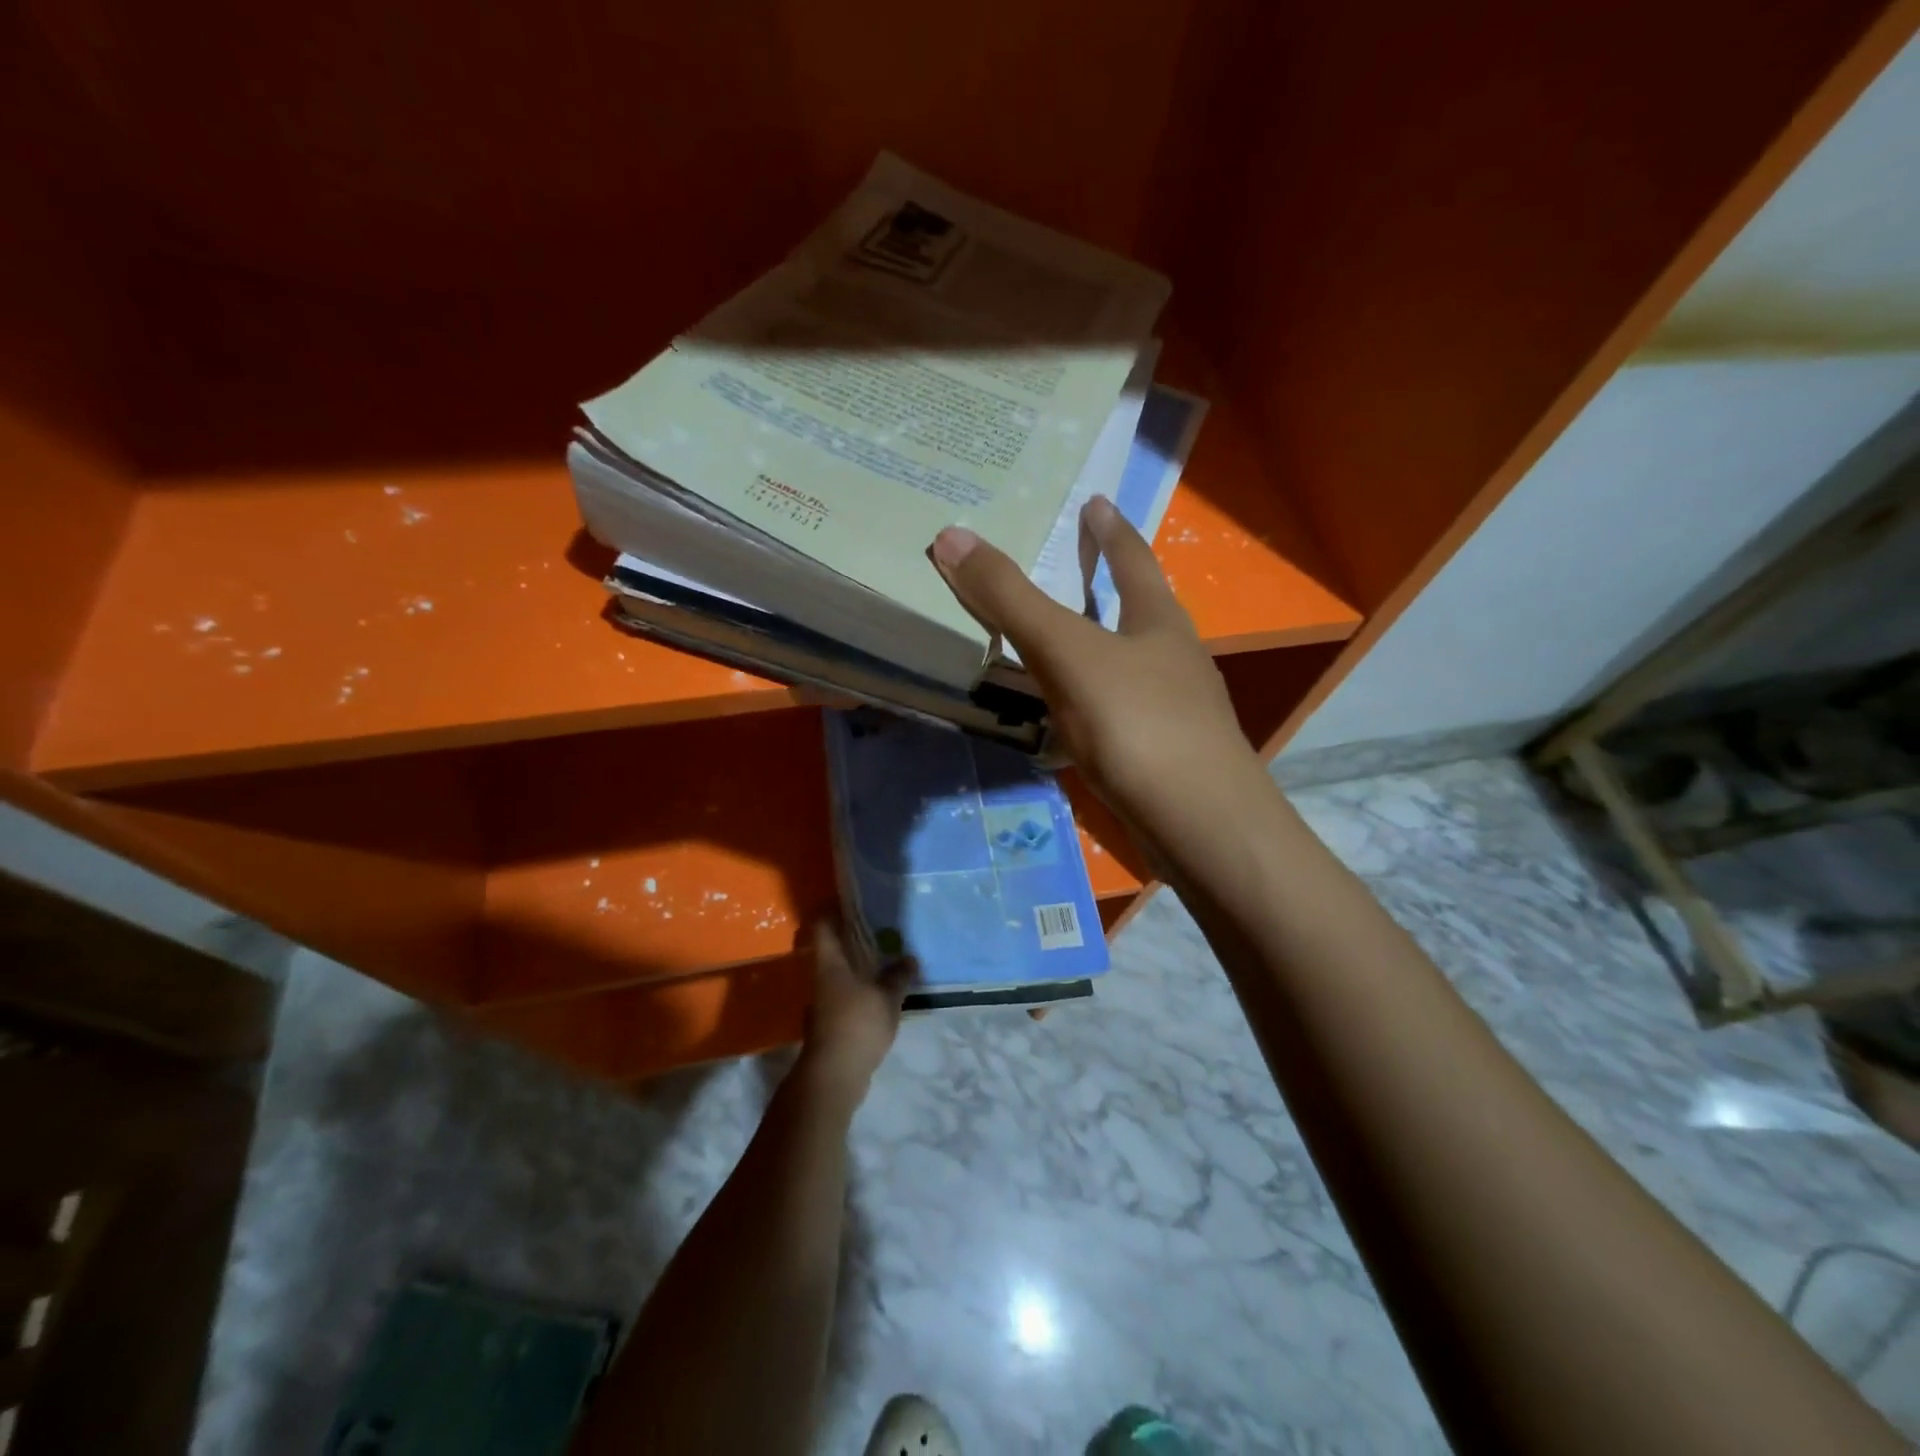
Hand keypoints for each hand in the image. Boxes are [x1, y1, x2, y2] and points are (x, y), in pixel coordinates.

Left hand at [798, 919, 909, 1103]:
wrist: (834, 1075)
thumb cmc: (857, 1024)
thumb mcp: (887, 997)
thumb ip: (898, 976)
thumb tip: (910, 958)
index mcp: (830, 964)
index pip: (823, 927)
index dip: (832, 910)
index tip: (851, 901)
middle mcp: (822, 979)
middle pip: (832, 950)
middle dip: (852, 940)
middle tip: (879, 930)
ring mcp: (823, 1003)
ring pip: (839, 975)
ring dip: (857, 968)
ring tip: (884, 963)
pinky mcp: (830, 1024)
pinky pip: (845, 998)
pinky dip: (859, 992)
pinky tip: (879, 997)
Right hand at [929, 497, 1273, 871]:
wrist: (1199, 824)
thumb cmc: (1137, 723)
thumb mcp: (1067, 652)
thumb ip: (1012, 599)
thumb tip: (953, 534)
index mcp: (1159, 621)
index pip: (1132, 558)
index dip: (1109, 529)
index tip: (1096, 502)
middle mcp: (1175, 658)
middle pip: (1140, 608)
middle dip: (1110, 584)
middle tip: (1075, 565)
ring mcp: (1177, 709)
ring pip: (1132, 664)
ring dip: (1101, 646)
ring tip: (1067, 641)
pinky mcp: (1165, 754)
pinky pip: (1121, 711)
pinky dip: (1095, 701)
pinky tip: (1074, 721)